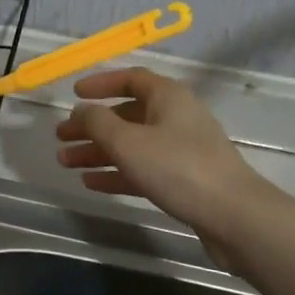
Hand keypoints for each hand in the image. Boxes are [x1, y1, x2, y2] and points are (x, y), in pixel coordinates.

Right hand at [55, 68, 264, 232]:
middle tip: (61, 137)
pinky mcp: (185, 179)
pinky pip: (143, 169)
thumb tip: (82, 111)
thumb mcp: (128, 142)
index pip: (130, 79)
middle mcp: (176, 117)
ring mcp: (182, 150)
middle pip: (127, 114)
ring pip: (132, 144)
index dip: (101, 83)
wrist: (233, 216)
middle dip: (92, 125)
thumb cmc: (177, 168)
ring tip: (66, 162)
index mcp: (168, 96)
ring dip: (99, 151)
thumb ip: (98, 122)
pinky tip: (92, 182)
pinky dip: (118, 172)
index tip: (74, 94)